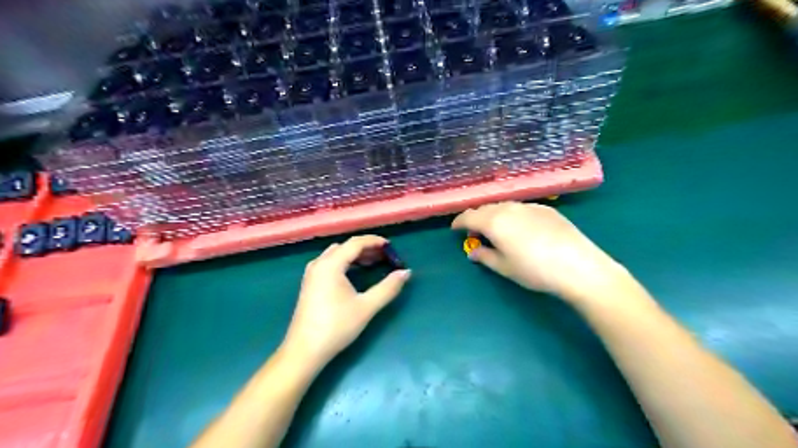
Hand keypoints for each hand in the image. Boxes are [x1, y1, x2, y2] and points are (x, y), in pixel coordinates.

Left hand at [283, 235, 410, 367]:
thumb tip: (406, 273)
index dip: (374, 241)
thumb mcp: (366, 307)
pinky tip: (355, 274)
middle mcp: (319, 264)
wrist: (304, 350)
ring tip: (373, 263)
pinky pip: (330, 263)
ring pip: (336, 254)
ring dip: (355, 255)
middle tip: (385, 256)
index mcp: (331, 264)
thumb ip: (388, 288)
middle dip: (366, 248)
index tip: (391, 246)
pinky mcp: (310, 284)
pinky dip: (345, 262)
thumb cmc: (336, 326)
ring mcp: (312, 274)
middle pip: (345, 247)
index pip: (355, 243)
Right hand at [454, 204, 629, 304]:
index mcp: (494, 221)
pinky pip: (521, 208)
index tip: (455, 229)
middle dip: (476, 218)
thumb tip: (473, 252)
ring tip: (496, 230)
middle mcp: (509, 208)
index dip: (459, 222)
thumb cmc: (534, 270)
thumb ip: (485, 256)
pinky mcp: (546, 209)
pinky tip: (520, 228)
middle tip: (476, 232)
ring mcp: (529, 206)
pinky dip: (512, 215)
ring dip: (494, 215)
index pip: (469, 216)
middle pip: (485, 208)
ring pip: (503, 206)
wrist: (578, 266)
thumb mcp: (504, 267)